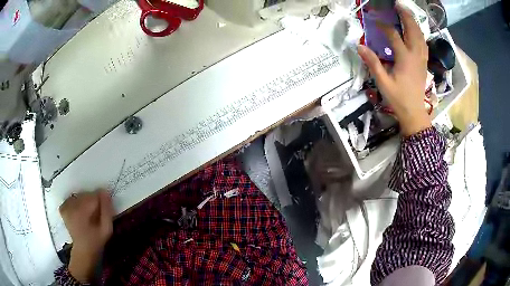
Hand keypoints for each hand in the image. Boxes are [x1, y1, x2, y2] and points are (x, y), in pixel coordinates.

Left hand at [59, 190, 113, 282]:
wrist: (83, 251)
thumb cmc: (97, 241)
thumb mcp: (106, 229)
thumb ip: (107, 211)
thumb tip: (105, 192)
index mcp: (82, 211)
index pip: (93, 196)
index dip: (101, 199)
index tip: (105, 206)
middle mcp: (71, 206)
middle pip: (85, 194)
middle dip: (93, 199)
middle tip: (98, 212)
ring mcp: (65, 207)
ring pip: (79, 195)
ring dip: (85, 200)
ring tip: (89, 212)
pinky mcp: (62, 208)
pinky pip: (71, 198)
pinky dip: (76, 201)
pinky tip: (80, 210)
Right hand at [357, 5, 430, 135]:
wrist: (414, 112)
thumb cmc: (398, 99)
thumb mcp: (383, 82)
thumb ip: (372, 63)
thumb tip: (359, 46)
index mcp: (405, 59)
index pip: (394, 35)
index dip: (384, 26)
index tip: (375, 20)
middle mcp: (415, 55)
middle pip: (412, 30)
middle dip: (405, 16)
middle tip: (398, 5)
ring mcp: (422, 59)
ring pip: (420, 36)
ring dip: (414, 22)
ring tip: (406, 13)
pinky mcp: (424, 63)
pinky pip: (424, 43)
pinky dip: (419, 33)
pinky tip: (416, 30)